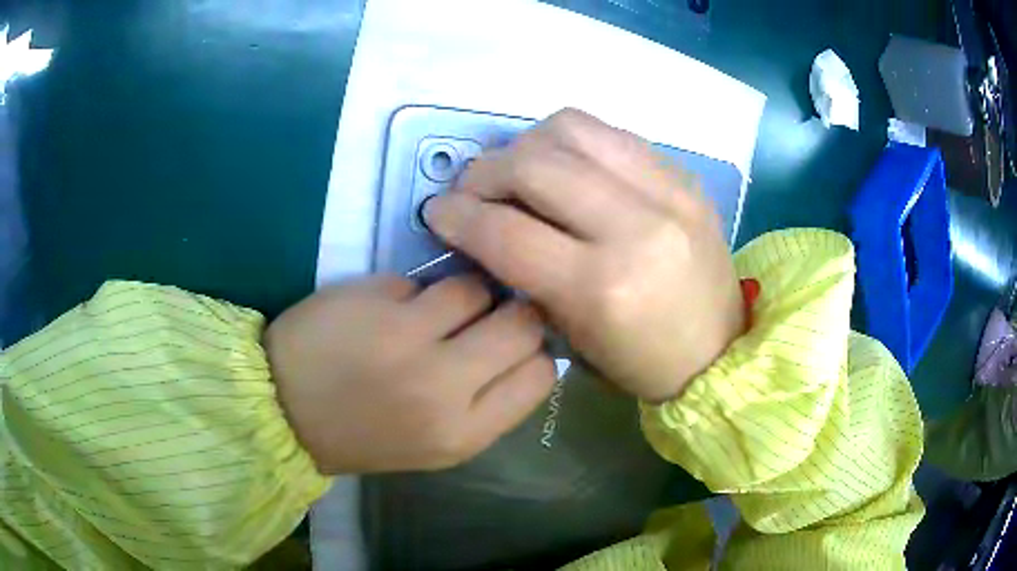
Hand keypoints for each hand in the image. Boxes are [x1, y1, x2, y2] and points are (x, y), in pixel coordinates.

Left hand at [264, 275, 554, 473]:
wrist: (282, 414)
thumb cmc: (363, 436)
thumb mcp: (436, 444)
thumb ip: (486, 403)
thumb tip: (524, 349)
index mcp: (463, 434)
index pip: (541, 374)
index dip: (534, 353)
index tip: (514, 348)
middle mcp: (443, 386)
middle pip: (521, 323)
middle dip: (512, 314)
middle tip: (485, 318)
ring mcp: (405, 337)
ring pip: (475, 289)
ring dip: (461, 297)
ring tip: (432, 313)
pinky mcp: (373, 299)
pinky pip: (422, 281)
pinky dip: (413, 293)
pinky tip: (386, 311)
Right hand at [424, 109, 743, 402]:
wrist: (720, 349)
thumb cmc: (641, 361)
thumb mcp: (570, 335)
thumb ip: (524, 272)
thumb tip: (484, 222)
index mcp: (602, 287)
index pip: (505, 230)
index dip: (457, 215)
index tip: (438, 211)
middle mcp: (634, 227)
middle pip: (532, 165)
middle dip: (484, 172)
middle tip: (472, 189)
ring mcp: (666, 191)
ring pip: (570, 129)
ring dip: (526, 144)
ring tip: (518, 169)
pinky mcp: (683, 175)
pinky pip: (610, 132)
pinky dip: (571, 141)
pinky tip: (566, 165)